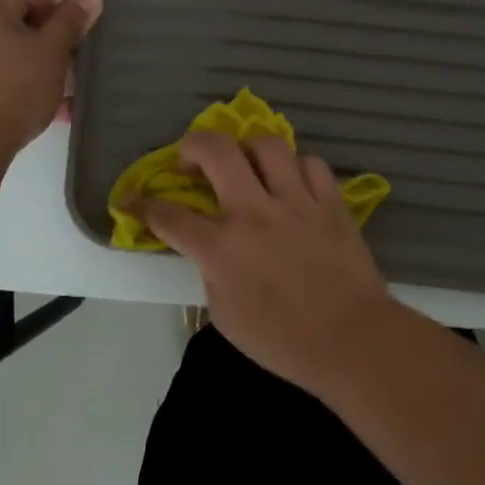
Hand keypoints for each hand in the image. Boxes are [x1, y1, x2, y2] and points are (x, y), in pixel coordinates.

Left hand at [0, 0, 101, 158]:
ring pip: (26, 46)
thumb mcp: (48, 54)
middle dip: (67, 20)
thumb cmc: (7, 90)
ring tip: (90, 66)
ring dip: (56, 58)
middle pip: (33, 11)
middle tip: (101, 15)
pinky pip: (15, 74)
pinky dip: (40, 84)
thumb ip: (71, 22)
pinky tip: (67, 106)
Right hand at [134, 131, 390, 392]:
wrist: (351, 340)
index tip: (132, 199)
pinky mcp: (331, 202)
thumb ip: (211, 272)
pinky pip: (310, 163)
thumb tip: (210, 247)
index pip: (168, 215)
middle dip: (192, 146)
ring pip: (267, 144)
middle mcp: (254, 213)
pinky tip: (292, 185)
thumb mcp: (225, 315)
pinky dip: (296, 168)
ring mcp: (296, 202)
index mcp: (221, 248)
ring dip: (247, 149)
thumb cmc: (282, 340)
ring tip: (246, 165)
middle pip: (215, 150)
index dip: (142, 204)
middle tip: (191, 162)